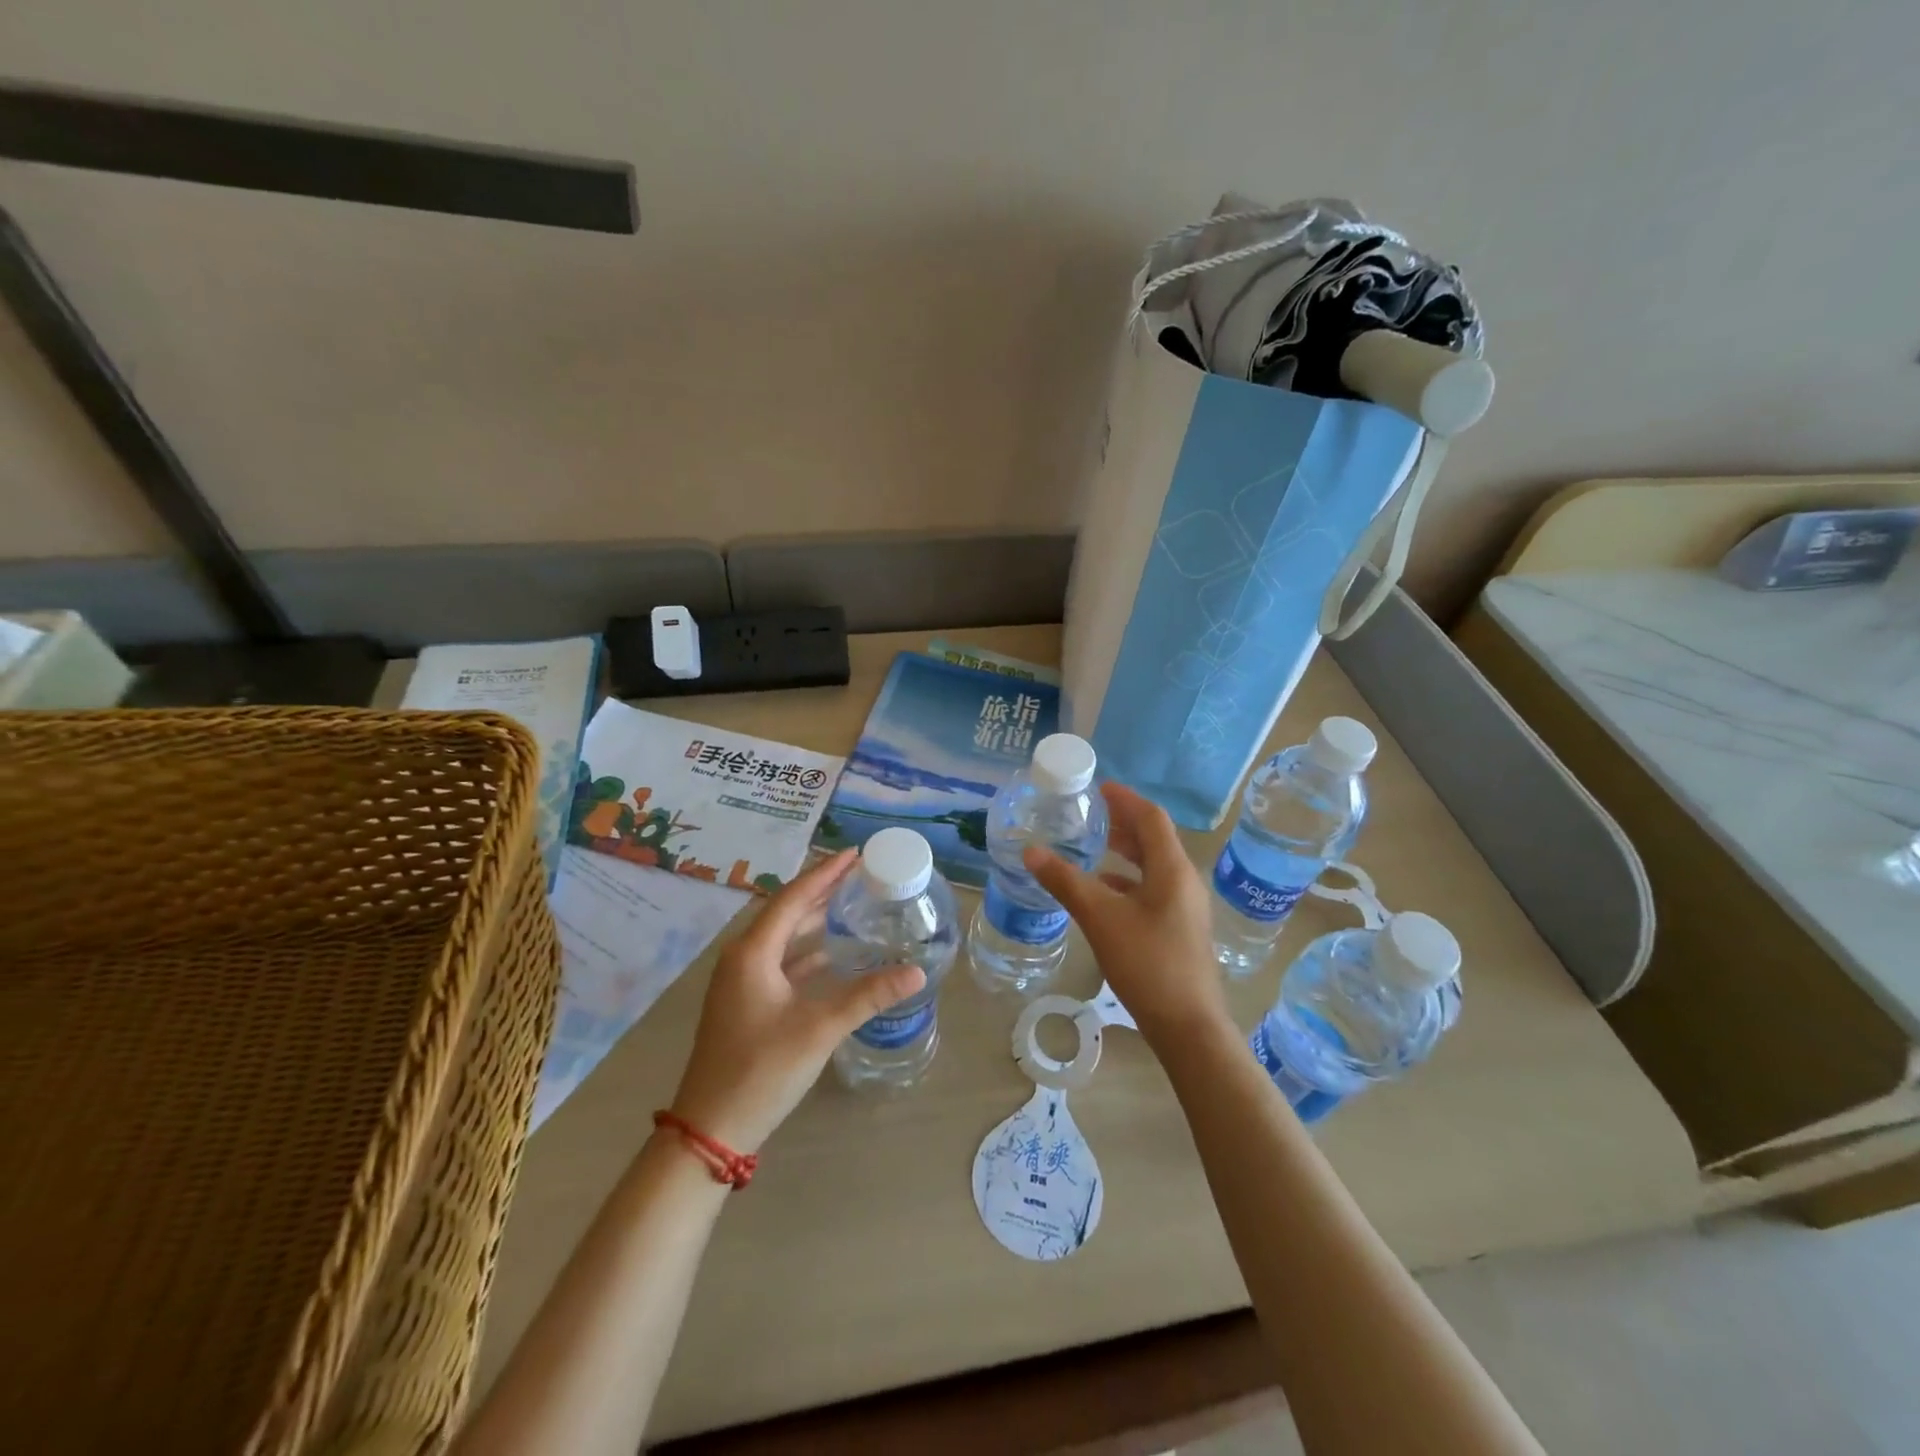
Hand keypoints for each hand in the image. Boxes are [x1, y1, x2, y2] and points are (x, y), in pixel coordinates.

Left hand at [667, 850, 924, 1153]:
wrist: (711, 1128)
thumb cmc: (762, 1069)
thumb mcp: (820, 1029)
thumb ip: (868, 995)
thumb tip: (917, 972)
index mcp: (753, 952)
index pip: (793, 897)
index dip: (825, 873)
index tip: (855, 854)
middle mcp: (743, 957)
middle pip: (785, 911)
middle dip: (821, 890)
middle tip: (858, 873)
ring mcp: (741, 981)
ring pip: (782, 937)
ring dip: (812, 918)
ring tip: (849, 902)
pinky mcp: (745, 1002)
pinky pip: (779, 961)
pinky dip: (806, 951)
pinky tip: (831, 953)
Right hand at [1026, 782, 1228, 1048]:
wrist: (1187, 1026)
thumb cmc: (1147, 962)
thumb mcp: (1100, 918)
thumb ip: (1065, 881)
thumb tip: (1031, 852)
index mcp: (1172, 869)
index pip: (1151, 817)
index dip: (1125, 799)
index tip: (1098, 789)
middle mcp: (1184, 881)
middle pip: (1154, 839)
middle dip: (1123, 824)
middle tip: (1090, 815)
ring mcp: (1185, 907)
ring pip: (1153, 866)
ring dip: (1125, 853)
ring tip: (1092, 848)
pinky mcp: (1179, 929)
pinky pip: (1152, 890)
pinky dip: (1127, 881)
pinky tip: (1103, 894)